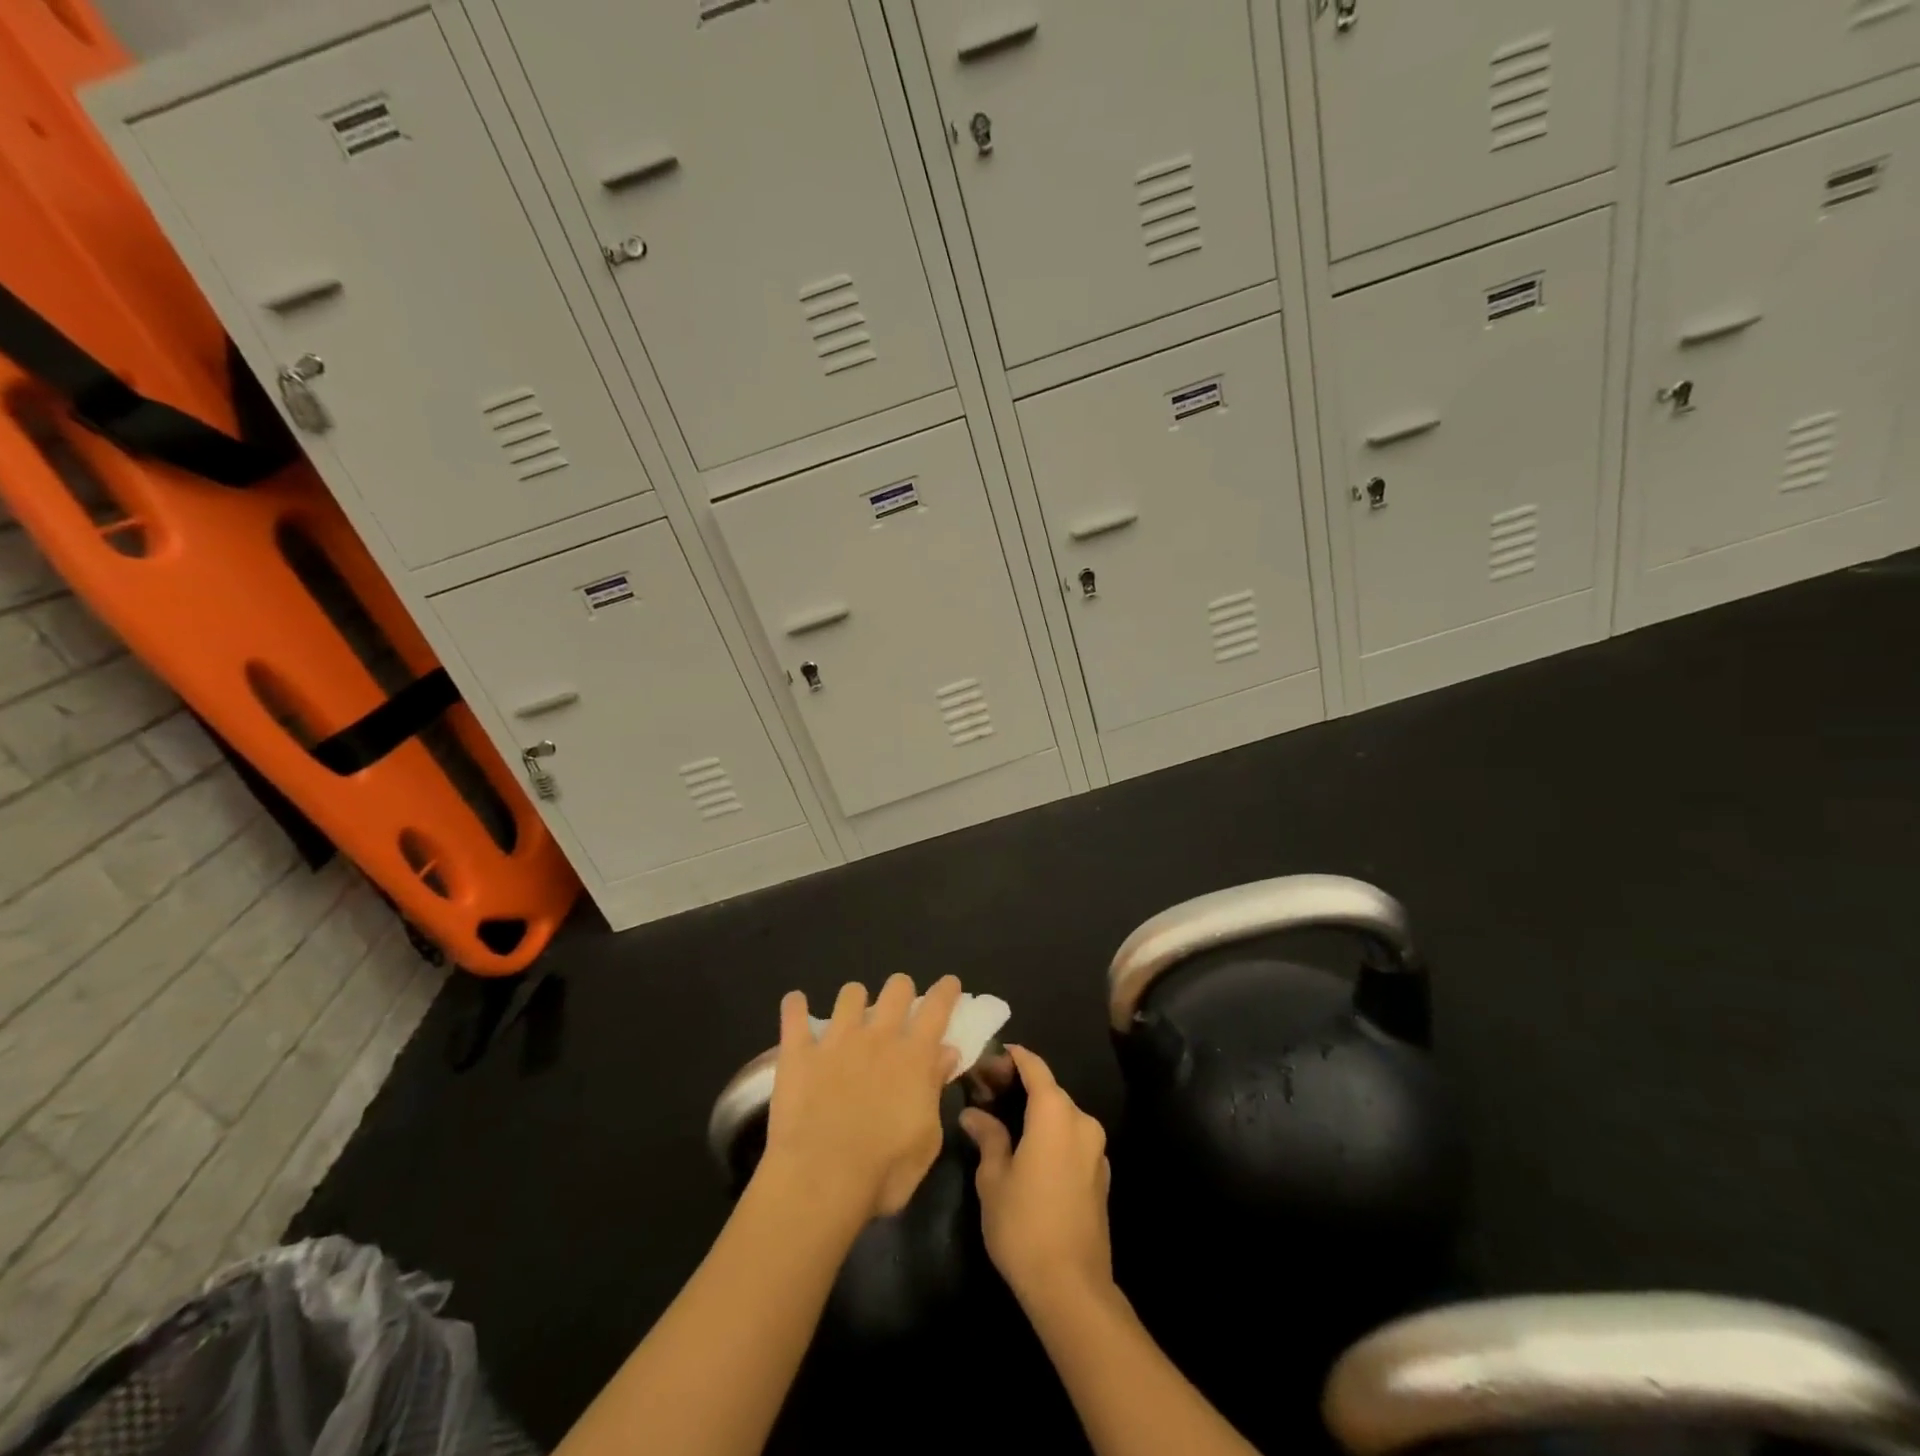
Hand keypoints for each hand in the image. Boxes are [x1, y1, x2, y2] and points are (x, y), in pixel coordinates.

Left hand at [760, 973, 962, 1220]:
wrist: (821, 1180)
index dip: (946, 991)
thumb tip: (946, 1053)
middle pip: (896, 988)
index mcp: (914, 1057)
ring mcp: (836, 1040)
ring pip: (850, 994)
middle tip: (898, 1007)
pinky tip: (795, 1004)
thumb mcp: (927, 1140)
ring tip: (849, 1015)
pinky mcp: (799, 1052)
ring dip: (854, 1000)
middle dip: (901, 990)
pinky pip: (794, 1015)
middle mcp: (878, 1037)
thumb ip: (935, 1090)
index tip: (949, 984)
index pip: (937, 1009)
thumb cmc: (884, 1171)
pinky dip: (795, 1006)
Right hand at [960, 1046, 1112, 1308]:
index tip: (990, 1057)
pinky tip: (1028, 1151)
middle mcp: (1082, 1121)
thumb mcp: (993, 1178)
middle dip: (1019, 1085)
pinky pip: (1072, 1139)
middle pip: (1049, 1090)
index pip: (1034, 1067)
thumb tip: (974, 1115)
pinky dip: (1050, 1134)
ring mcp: (1096, 1149)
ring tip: (1003, 1120)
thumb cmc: (1024, 1224)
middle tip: (987, 1092)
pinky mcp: (1100, 1175)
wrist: (1072, 1288)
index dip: (1012, 1057)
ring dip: (1035, 1111)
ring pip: (1061, 1115)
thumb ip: (988, 1137)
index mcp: (1055, 1113)